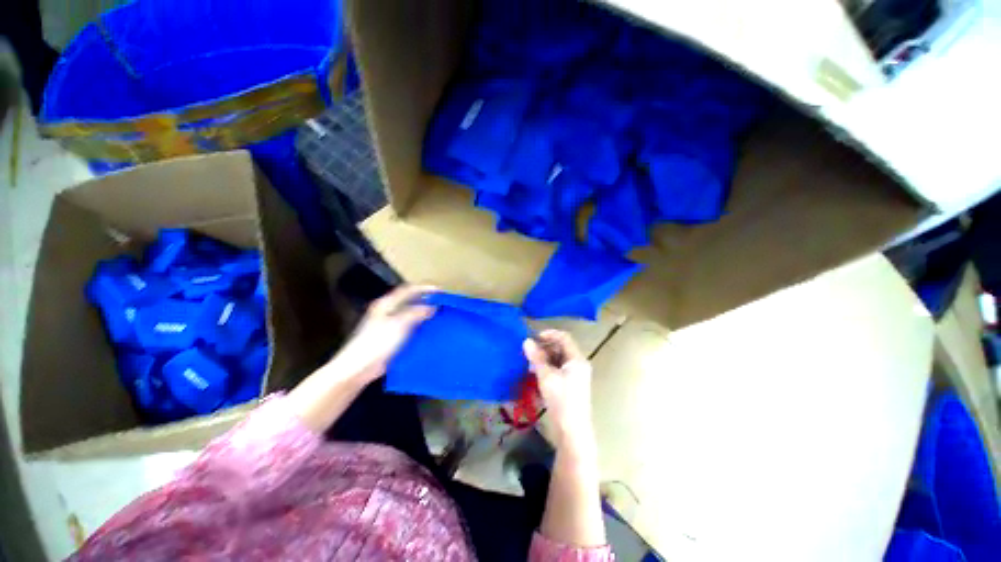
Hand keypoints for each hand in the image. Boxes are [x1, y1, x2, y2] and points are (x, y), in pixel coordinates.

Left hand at [331, 284, 436, 382]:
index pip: (409, 289)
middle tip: (443, 303)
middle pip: (410, 300)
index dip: (426, 288)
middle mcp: (387, 310)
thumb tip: (433, 306)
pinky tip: (429, 330)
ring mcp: (388, 323)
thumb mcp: (399, 324)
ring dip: (424, 312)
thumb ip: (417, 313)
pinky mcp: (390, 336)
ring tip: (440, 315)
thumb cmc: (377, 343)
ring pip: (410, 313)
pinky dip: (420, 325)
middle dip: (427, 300)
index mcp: (386, 303)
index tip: (442, 292)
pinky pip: (409, 326)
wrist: (358, 368)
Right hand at [523, 330, 595, 451]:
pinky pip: (557, 370)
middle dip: (544, 348)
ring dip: (544, 359)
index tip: (534, 338)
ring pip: (557, 360)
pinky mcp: (569, 386)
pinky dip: (547, 369)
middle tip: (529, 353)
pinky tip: (535, 375)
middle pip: (560, 348)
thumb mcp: (546, 377)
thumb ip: (536, 358)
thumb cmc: (561, 401)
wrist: (572, 432)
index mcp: (577, 359)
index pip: (564, 337)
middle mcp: (577, 365)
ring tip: (530, 365)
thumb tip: (526, 341)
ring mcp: (574, 376)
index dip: (549, 334)